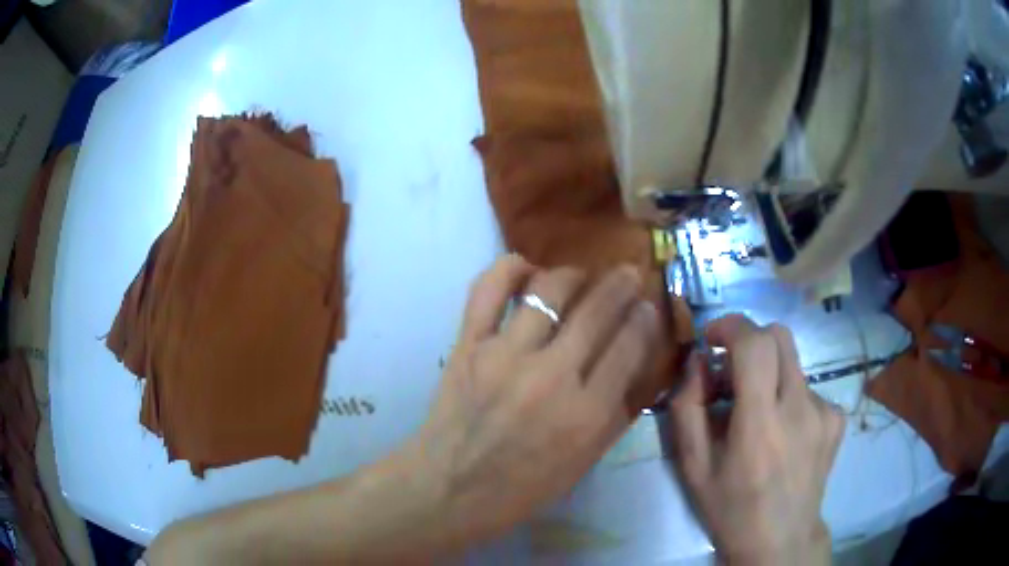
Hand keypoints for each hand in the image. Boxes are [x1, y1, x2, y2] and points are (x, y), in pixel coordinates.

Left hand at [410, 254, 661, 544]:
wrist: (450, 490)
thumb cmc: (521, 488)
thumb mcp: (584, 463)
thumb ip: (616, 416)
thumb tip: (637, 365)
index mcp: (586, 414)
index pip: (630, 345)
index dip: (644, 318)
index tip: (647, 306)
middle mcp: (551, 377)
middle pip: (598, 309)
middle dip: (621, 283)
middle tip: (627, 274)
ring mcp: (505, 355)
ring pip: (550, 289)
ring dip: (574, 275)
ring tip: (581, 278)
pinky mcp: (468, 345)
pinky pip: (489, 288)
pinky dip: (510, 268)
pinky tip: (527, 271)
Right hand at [667, 315, 844, 564]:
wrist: (781, 539)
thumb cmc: (731, 508)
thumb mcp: (693, 467)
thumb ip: (688, 408)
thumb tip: (698, 361)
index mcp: (759, 425)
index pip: (755, 345)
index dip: (731, 327)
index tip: (712, 338)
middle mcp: (799, 409)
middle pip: (780, 337)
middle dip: (750, 340)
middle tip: (732, 371)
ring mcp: (824, 412)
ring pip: (793, 362)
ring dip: (769, 374)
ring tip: (758, 414)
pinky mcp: (836, 418)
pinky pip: (808, 387)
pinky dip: (789, 397)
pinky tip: (784, 431)